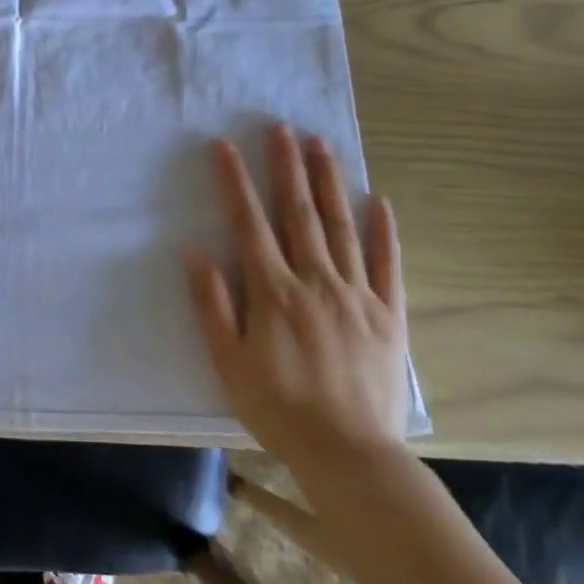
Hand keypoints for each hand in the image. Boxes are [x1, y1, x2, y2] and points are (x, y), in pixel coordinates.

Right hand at [187, 125, 409, 483]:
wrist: (351, 456)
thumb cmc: (279, 409)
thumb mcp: (229, 363)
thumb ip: (212, 305)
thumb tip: (195, 252)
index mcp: (274, 292)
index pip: (250, 224)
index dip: (235, 182)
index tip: (225, 146)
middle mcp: (316, 282)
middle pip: (298, 213)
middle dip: (287, 166)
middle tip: (281, 127)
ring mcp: (356, 295)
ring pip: (340, 227)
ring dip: (329, 183)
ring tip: (321, 145)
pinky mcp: (388, 315)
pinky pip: (386, 264)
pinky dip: (382, 231)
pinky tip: (378, 201)